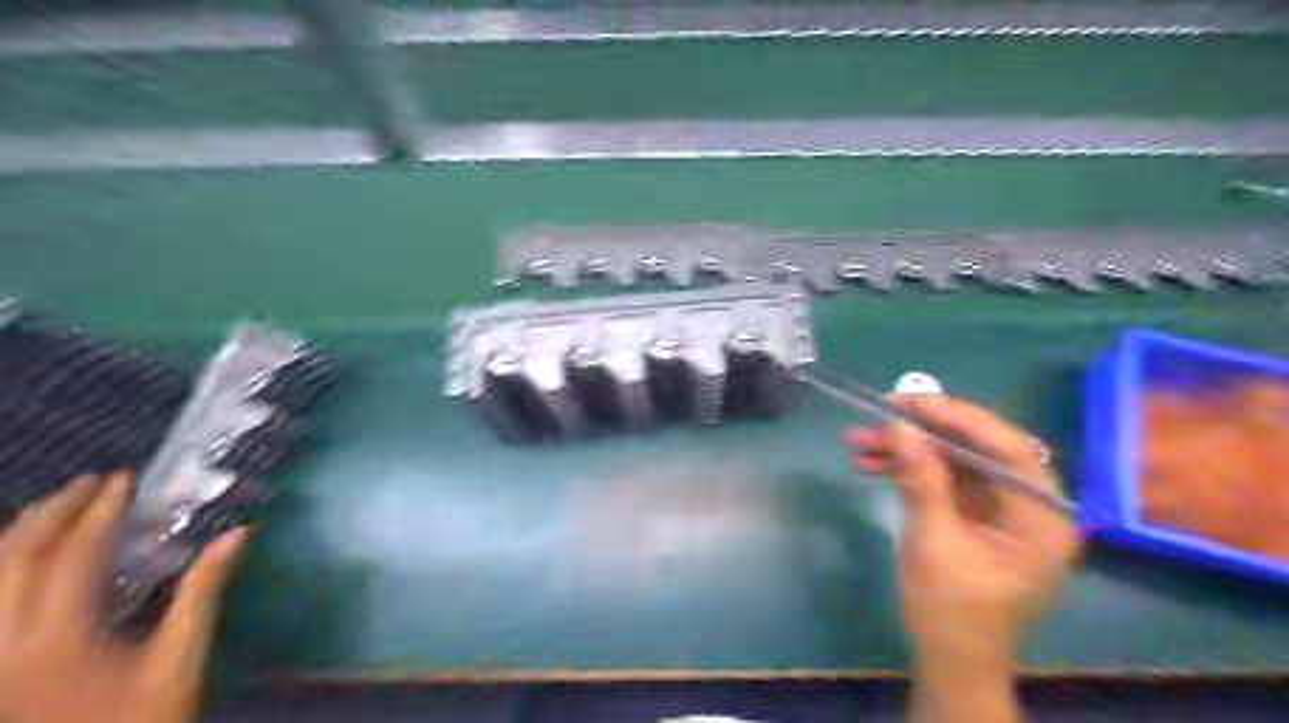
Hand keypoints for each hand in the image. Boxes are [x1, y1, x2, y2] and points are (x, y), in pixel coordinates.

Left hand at [1, 472, 245, 721]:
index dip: (100, 513)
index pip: (75, 557)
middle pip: (15, 561)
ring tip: (56, 505)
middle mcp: (7, 646)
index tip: (125, 480)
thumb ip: (203, 593)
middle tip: (92, 482)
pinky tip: (20, 555)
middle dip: (53, 512)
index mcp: (62, 641)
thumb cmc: (143, 720)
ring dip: (18, 534)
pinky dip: (1, 568)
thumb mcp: (181, 659)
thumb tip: (236, 535)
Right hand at [848, 394, 1078, 665]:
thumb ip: (921, 480)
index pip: (1008, 448)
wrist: (949, 660)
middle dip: (922, 431)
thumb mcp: (933, 543)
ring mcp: (1000, 508)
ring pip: (953, 460)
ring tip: (856, 441)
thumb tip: (899, 425)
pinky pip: (942, 478)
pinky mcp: (974, 513)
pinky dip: (907, 469)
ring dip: (905, 450)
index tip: (911, 403)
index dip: (960, 419)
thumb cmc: (952, 612)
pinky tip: (869, 463)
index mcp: (1041, 517)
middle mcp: (1028, 505)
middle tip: (878, 413)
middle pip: (976, 449)